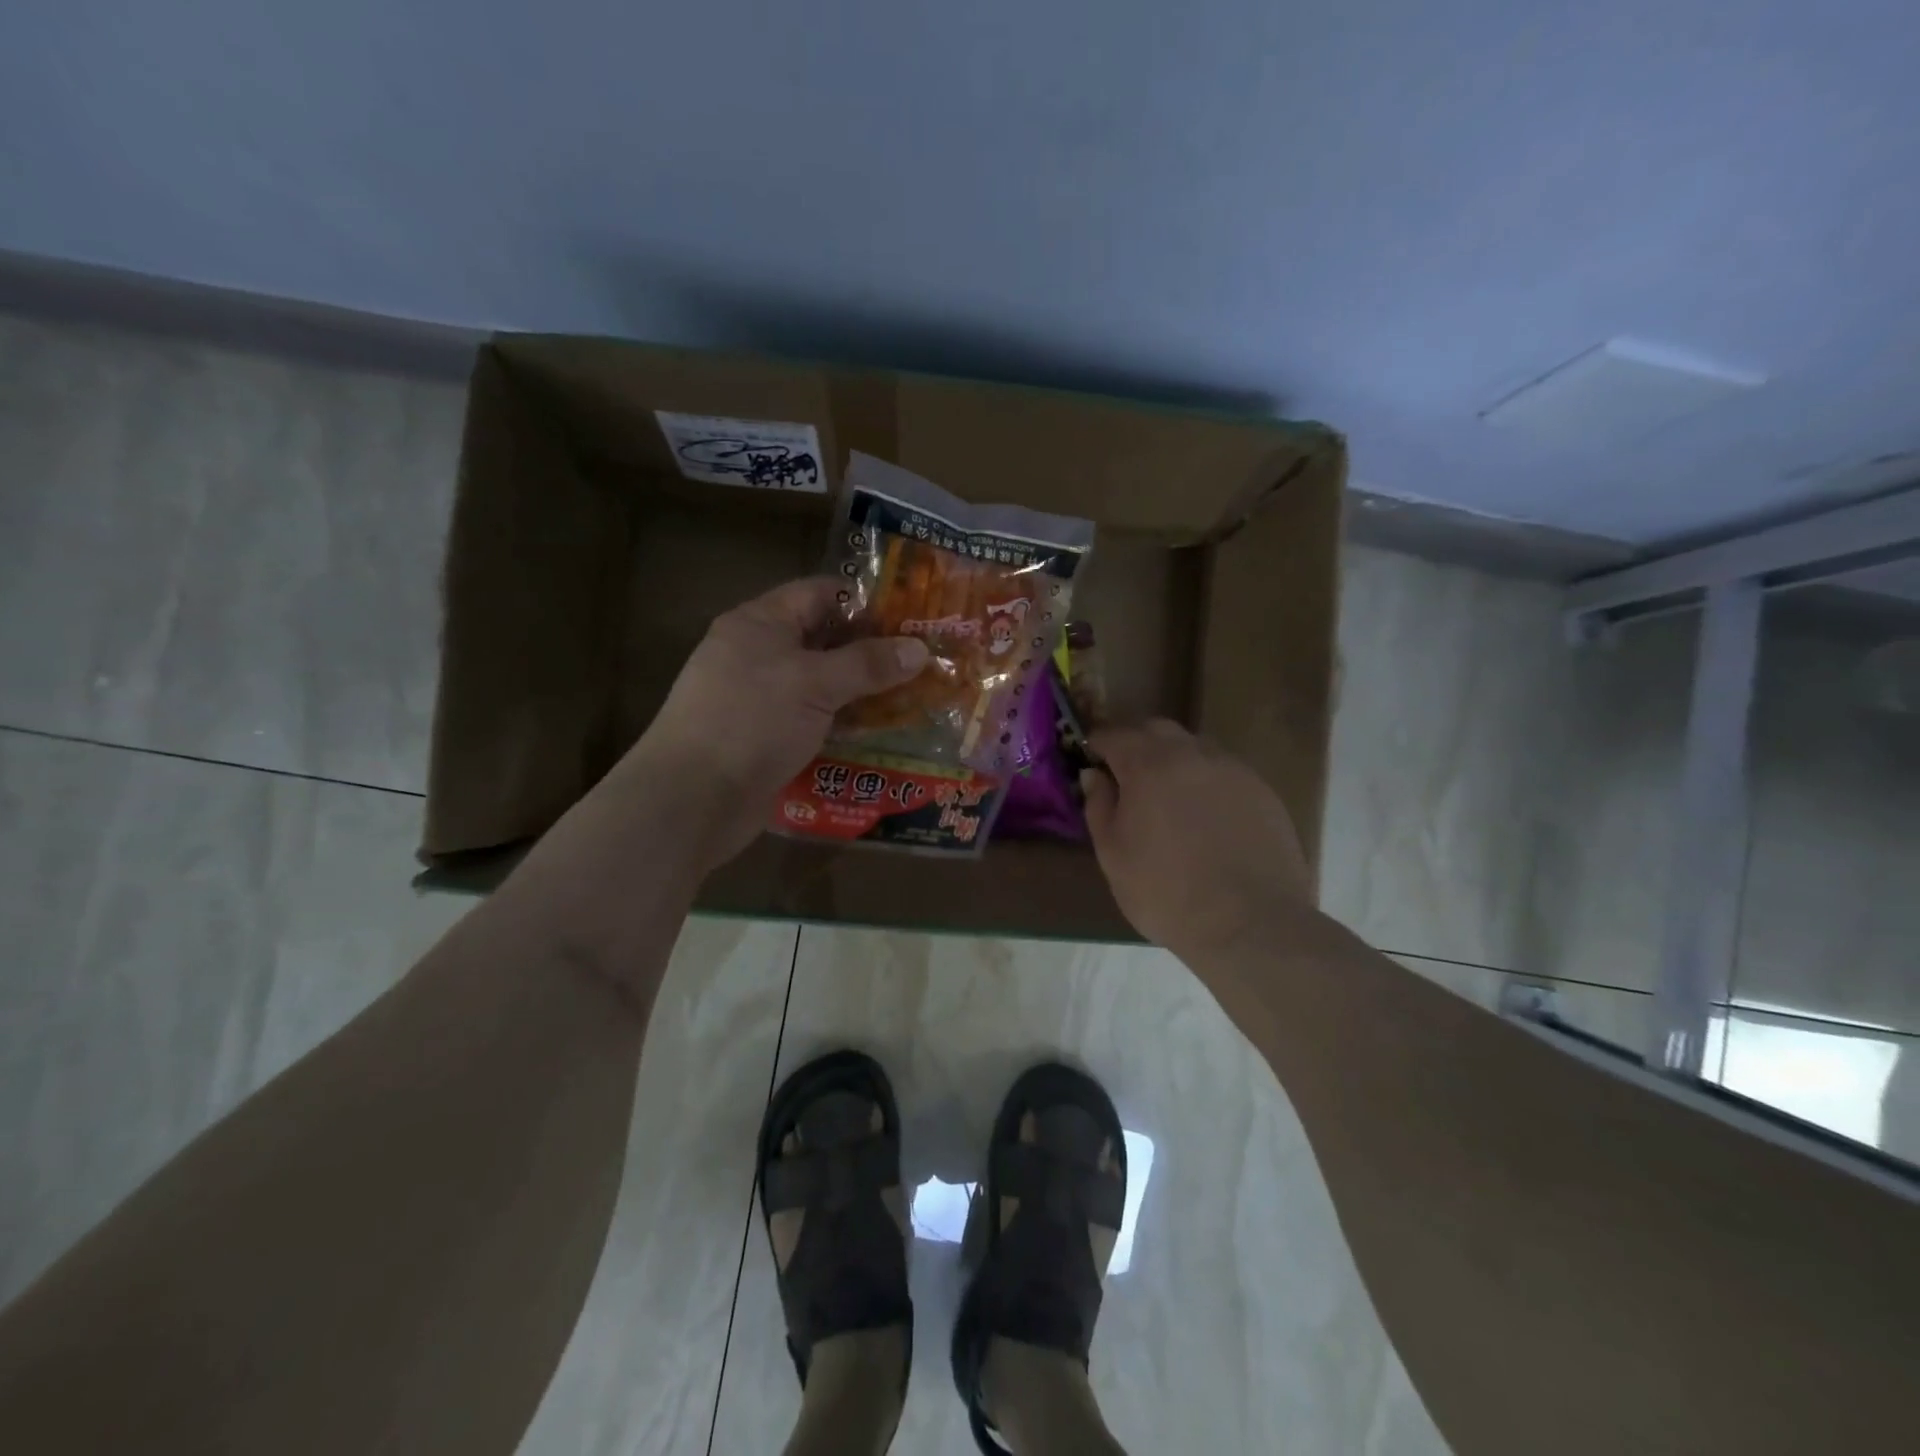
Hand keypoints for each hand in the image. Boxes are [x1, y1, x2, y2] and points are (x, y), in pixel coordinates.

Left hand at [629, 578, 928, 867]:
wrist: (692, 798)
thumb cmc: (751, 721)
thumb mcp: (815, 683)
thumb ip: (868, 664)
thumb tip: (921, 649)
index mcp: (760, 623)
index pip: (820, 594)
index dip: (866, 603)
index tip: (911, 620)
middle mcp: (758, 654)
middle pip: (824, 641)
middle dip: (872, 652)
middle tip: (924, 663)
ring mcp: (761, 700)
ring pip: (822, 686)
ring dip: (862, 693)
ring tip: (914, 700)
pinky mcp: (766, 739)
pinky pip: (813, 721)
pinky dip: (843, 725)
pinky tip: (880, 735)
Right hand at [1082, 720, 1313, 964]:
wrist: (1250, 924)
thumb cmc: (1166, 892)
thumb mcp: (1113, 855)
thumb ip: (1099, 806)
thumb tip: (1094, 776)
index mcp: (1149, 765)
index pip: (1114, 735)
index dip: (1097, 744)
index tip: (1090, 760)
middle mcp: (1192, 754)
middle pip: (1157, 730)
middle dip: (1136, 744)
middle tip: (1126, 776)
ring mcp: (1233, 770)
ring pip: (1194, 748)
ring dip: (1174, 760)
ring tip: (1168, 798)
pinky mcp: (1262, 791)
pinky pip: (1223, 772)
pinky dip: (1205, 782)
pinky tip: (1205, 817)